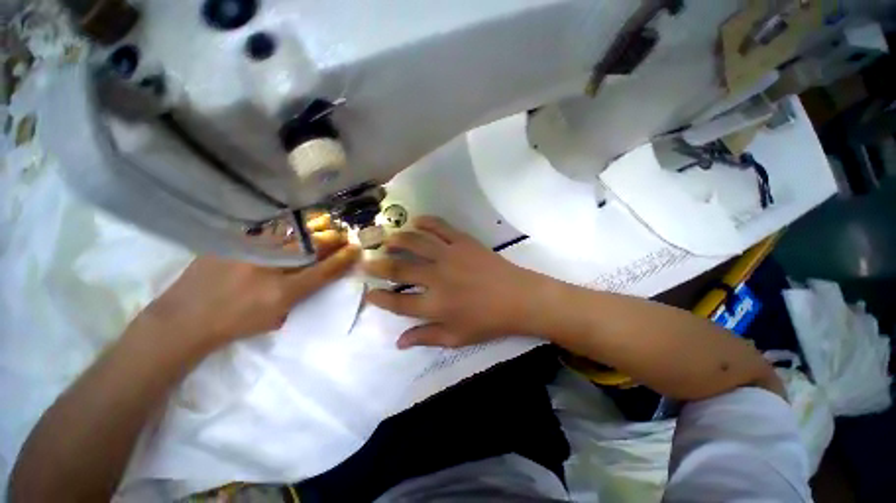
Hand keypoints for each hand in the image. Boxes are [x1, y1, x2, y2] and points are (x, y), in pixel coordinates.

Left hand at [142, 217, 359, 349]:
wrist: (185, 318)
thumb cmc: (236, 324)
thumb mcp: (276, 317)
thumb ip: (302, 294)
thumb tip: (321, 274)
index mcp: (282, 293)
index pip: (324, 271)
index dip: (343, 259)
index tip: (356, 249)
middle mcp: (268, 268)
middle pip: (311, 247)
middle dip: (333, 240)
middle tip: (343, 236)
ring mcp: (248, 251)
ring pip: (291, 234)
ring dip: (312, 231)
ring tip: (323, 228)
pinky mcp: (232, 242)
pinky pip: (267, 232)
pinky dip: (285, 231)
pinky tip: (290, 230)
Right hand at [364, 216, 546, 348]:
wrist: (519, 298)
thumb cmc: (488, 321)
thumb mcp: (457, 337)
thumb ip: (426, 337)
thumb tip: (399, 343)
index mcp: (435, 305)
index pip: (398, 302)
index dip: (379, 298)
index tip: (368, 293)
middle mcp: (437, 278)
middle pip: (399, 269)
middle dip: (378, 266)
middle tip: (366, 261)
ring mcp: (450, 256)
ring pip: (415, 242)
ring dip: (397, 240)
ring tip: (387, 240)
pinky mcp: (463, 242)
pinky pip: (440, 227)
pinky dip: (425, 222)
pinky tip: (415, 221)